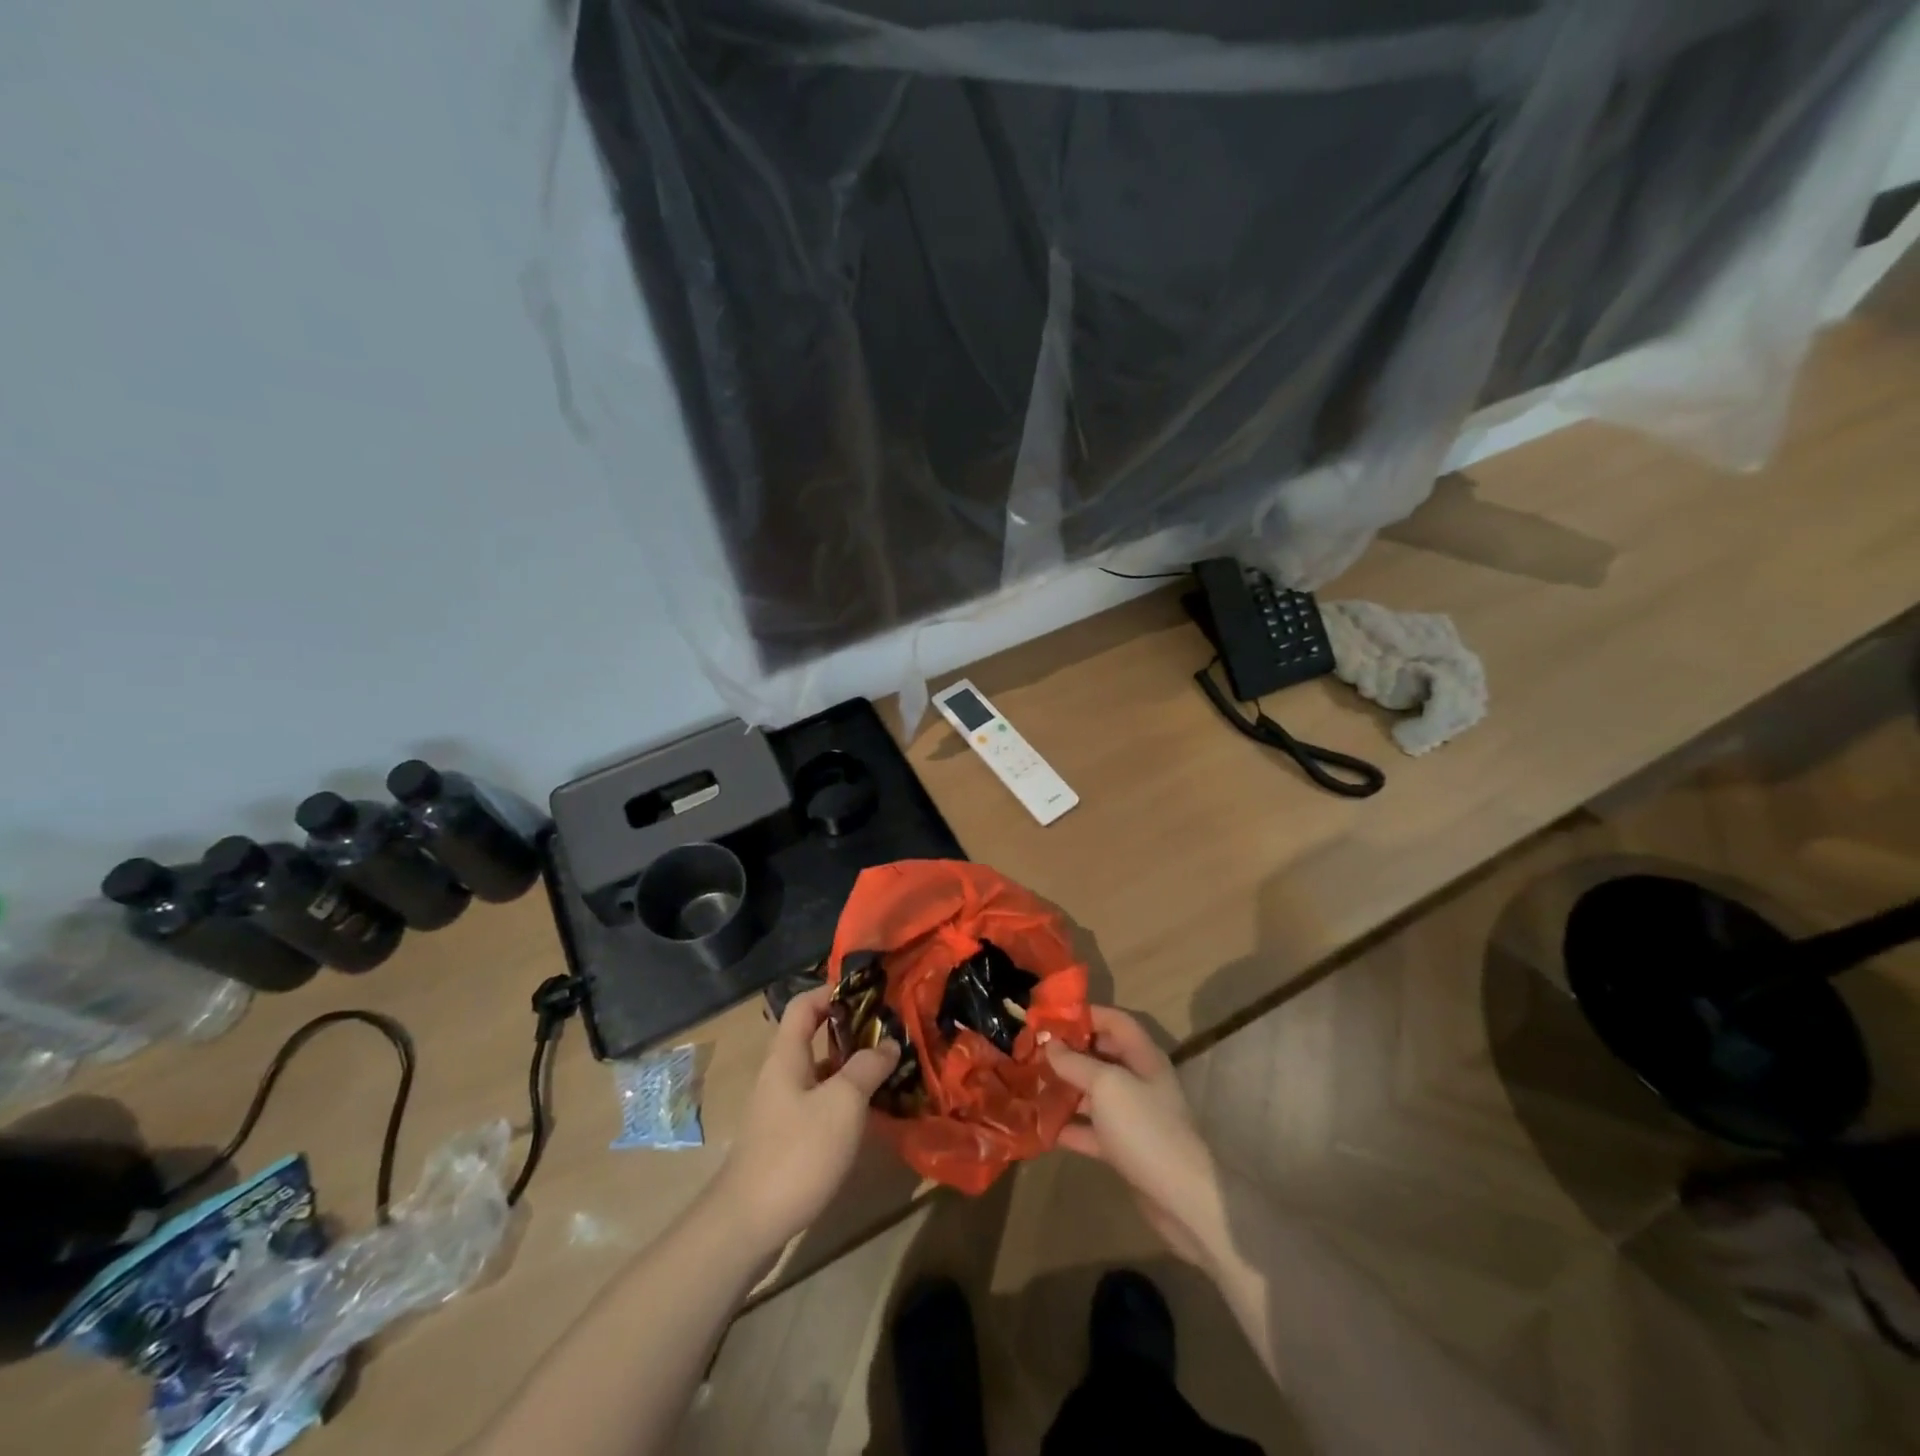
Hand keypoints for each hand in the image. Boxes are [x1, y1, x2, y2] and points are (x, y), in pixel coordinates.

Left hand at [711, 987, 899, 1255]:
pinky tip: (870, 1113)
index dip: (833, 991)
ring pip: (820, 1072)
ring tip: (891, 1071)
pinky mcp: (786, 1137)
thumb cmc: (797, 1152)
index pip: (804, 1004)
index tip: (870, 994)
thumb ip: (867, 1068)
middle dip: (852, 1031)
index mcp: (787, 1055)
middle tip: (891, 1034)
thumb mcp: (842, 1104)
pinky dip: (844, 1099)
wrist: (747, 1224)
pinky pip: (819, 1102)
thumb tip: (888, 1043)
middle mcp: (781, 1074)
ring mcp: (781, 1108)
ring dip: (852, 1067)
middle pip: (814, 1036)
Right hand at [1046, 1007, 1224, 1267]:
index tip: (1049, 1017)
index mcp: (1143, 1057)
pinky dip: (1069, 1126)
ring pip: (1093, 1093)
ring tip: (1030, 1084)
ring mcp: (1132, 1115)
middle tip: (1034, 1051)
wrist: (1180, 1198)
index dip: (1085, 1014)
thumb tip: (1050, 1044)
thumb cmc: (1144, 1127)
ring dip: (1065, 1089)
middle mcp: (1139, 1080)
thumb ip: (1075, 1063)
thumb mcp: (1106, 1086)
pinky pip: (1092, 1129)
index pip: (1114, 1021)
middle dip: (1069, 1052)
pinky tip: (1041, 1127)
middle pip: (1101, 1055)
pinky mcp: (1124, 1147)